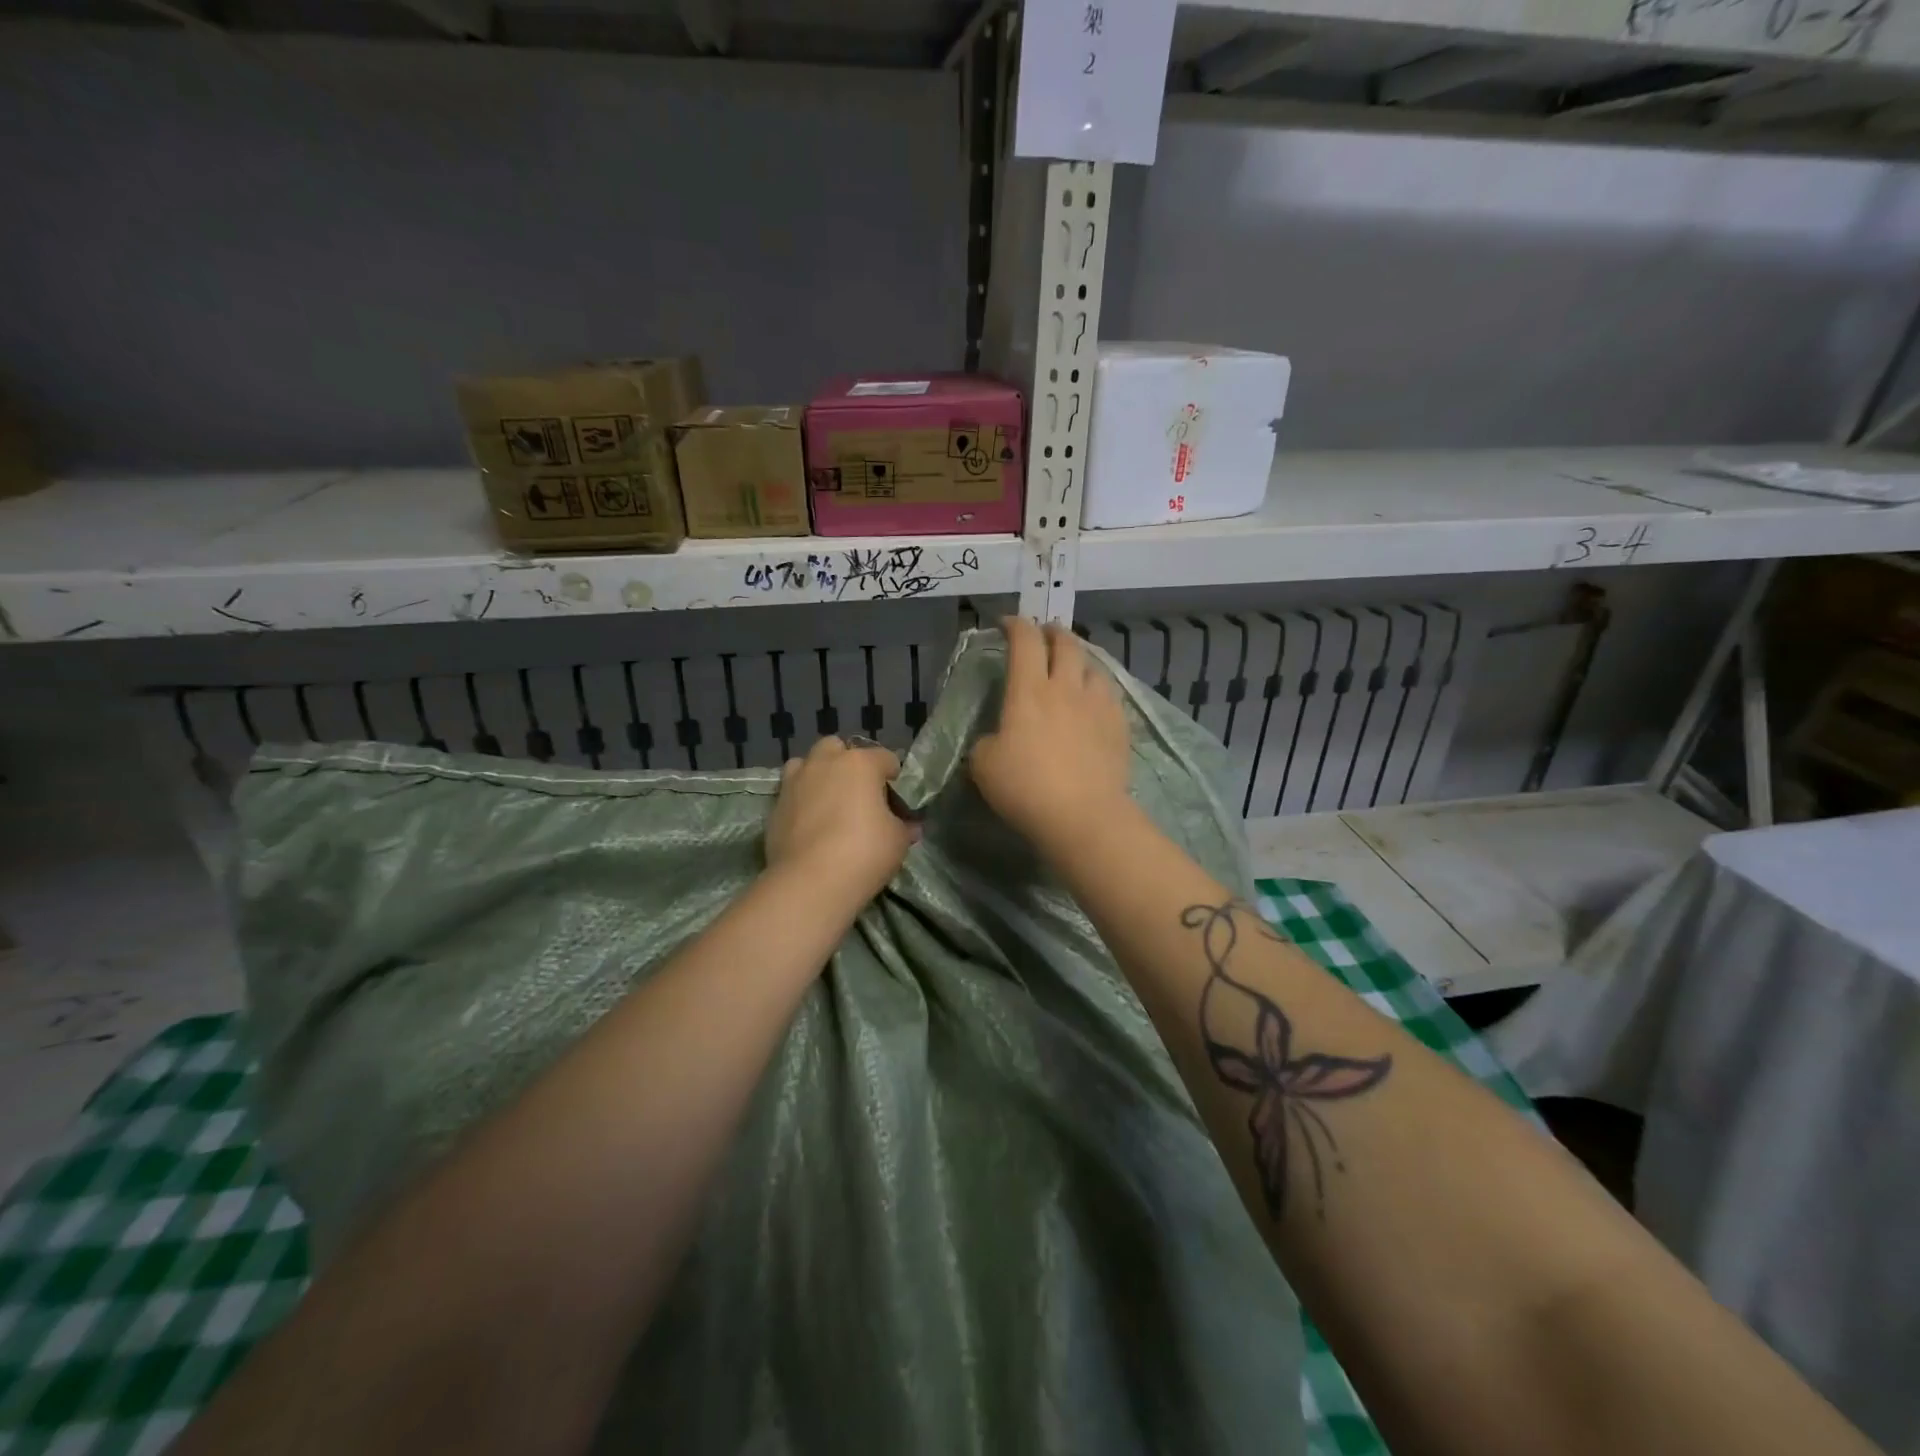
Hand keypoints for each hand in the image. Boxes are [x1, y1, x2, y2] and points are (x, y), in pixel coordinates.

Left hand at [765, 736, 916, 906]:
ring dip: (818, 775)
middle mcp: (825, 763)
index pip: (886, 758)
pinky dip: (801, 801)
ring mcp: (795, 782)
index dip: (894, 778)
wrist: (810, 882)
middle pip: (837, 748)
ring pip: (807, 764)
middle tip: (858, 794)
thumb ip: (904, 826)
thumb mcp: (898, 840)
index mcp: (860, 763)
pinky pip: (791, 793)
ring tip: (828, 802)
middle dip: (848, 764)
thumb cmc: (864, 852)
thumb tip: (909, 825)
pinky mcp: (775, 806)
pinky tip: (810, 825)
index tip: (897, 801)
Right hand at [970, 617, 1130, 856]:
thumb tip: (996, 740)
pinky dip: (1097, 690)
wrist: (1082, 815)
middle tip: (1045, 635)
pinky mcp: (1119, 726)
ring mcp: (1097, 705)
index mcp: (1029, 690)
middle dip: (1053, 632)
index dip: (1015, 625)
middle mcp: (1065, 687)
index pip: (1025, 641)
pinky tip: (1094, 702)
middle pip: (1065, 643)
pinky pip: (1109, 695)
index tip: (1007, 624)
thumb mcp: (983, 765)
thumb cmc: (1025, 787)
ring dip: (1080, 660)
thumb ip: (987, 742)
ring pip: (1093, 666)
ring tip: (1073, 668)